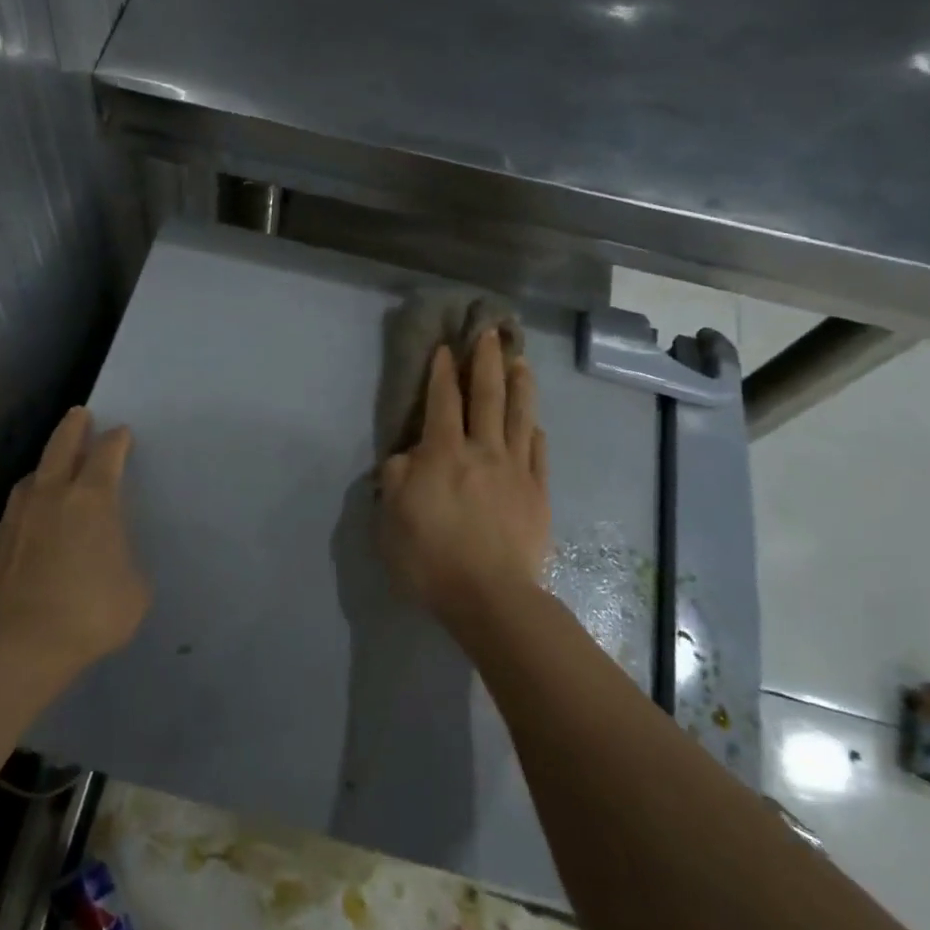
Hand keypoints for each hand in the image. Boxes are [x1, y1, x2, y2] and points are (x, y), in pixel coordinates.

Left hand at [0, 407, 150, 674]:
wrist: (21, 646)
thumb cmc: (91, 612)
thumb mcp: (134, 589)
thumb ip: (123, 561)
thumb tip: (109, 560)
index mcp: (92, 500)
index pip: (106, 455)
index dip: (116, 441)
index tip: (121, 433)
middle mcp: (50, 498)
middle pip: (60, 448)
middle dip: (73, 428)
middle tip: (80, 413)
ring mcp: (13, 522)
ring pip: (29, 482)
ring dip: (43, 472)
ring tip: (50, 474)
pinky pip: (10, 526)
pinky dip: (23, 524)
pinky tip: (26, 539)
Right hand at [377, 334, 550, 626]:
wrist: (490, 596)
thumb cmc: (430, 557)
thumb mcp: (391, 518)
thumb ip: (396, 478)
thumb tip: (408, 456)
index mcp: (444, 453)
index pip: (442, 401)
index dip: (442, 372)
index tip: (446, 348)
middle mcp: (483, 451)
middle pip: (487, 396)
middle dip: (486, 361)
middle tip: (490, 333)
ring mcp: (516, 470)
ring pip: (519, 416)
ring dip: (519, 384)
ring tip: (521, 360)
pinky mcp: (538, 493)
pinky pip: (538, 452)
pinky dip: (534, 432)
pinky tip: (534, 423)